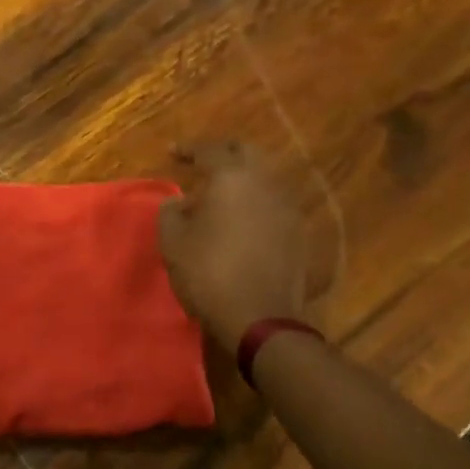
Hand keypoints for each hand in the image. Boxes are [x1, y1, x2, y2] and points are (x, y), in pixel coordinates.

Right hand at [158, 142, 309, 346]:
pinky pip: (274, 203)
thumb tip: (179, 202)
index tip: (172, 152)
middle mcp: (265, 184)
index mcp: (233, 179)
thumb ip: (171, 212)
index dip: (189, 149)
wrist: (260, 319)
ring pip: (265, 177)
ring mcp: (288, 208)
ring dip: (243, 178)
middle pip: (248, 152)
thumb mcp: (173, 242)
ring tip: (222, 194)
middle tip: (203, 163)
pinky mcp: (298, 233)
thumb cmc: (208, 274)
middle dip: (224, 153)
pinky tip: (242, 219)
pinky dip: (256, 202)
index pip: (211, 150)